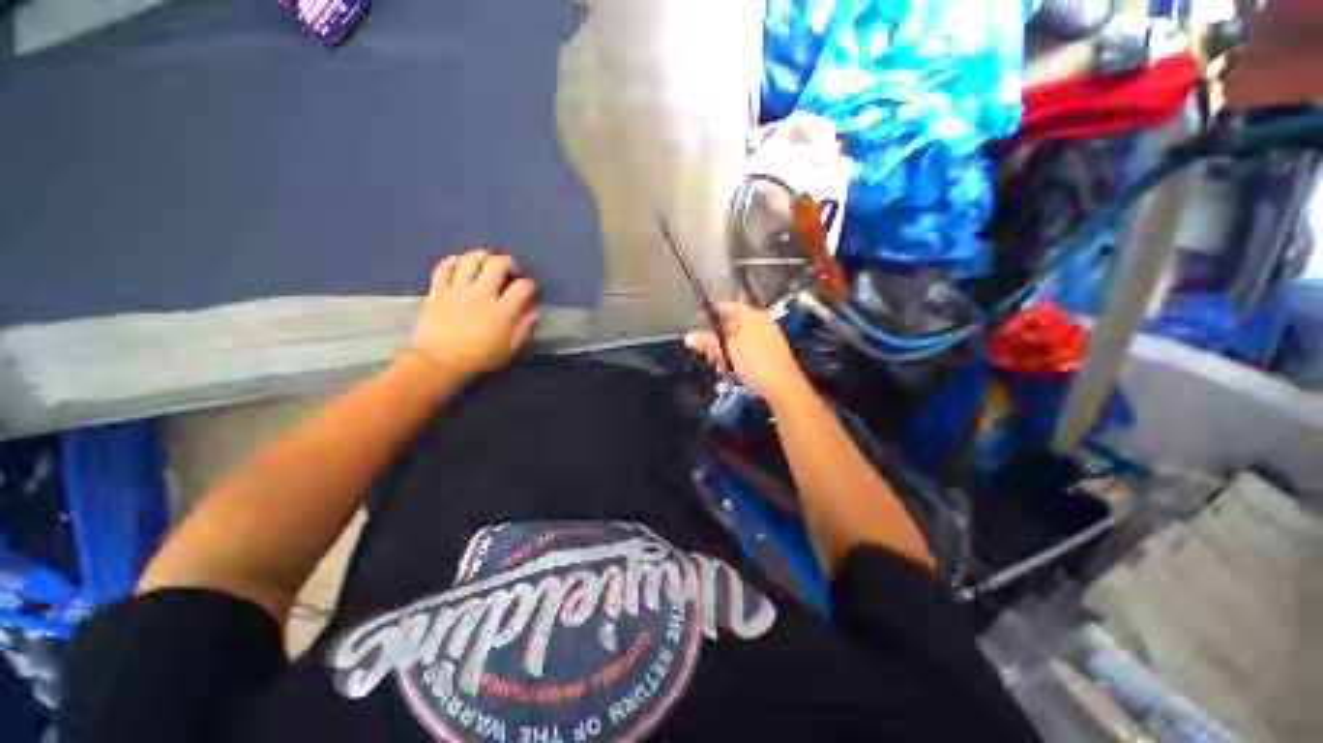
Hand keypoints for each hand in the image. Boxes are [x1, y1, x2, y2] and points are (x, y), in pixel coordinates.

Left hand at [410, 249, 538, 378]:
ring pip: (471, 260)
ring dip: (482, 256)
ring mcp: (457, 290)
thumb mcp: (510, 348)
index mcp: (502, 310)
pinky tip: (460, 264)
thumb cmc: (480, 357)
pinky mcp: (437, 290)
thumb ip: (524, 326)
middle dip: (508, 263)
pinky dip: (454, 261)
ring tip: (486, 262)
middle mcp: (481, 294)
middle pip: (497, 264)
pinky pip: (444, 267)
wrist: (440, 362)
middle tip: (510, 271)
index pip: (523, 286)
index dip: (530, 285)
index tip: (529, 290)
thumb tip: (533, 310)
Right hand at [685, 302, 808, 401]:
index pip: (728, 307)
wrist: (783, 386)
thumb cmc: (754, 363)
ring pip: (739, 340)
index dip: (711, 314)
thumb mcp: (726, 352)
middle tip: (707, 353)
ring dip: (725, 352)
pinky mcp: (771, 353)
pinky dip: (737, 358)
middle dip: (717, 339)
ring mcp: (768, 338)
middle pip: (733, 325)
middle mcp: (761, 323)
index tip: (698, 324)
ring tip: (719, 367)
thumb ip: (707, 343)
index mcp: (752, 316)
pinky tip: (731, 371)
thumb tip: (688, 337)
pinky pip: (749, 350)